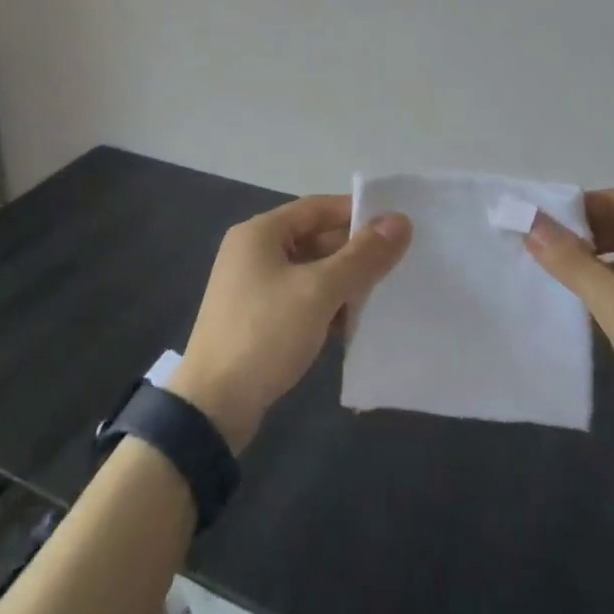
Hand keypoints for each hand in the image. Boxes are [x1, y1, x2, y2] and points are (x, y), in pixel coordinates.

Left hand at [171, 196, 411, 452]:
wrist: (213, 406)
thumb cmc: (265, 333)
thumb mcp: (319, 291)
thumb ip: (362, 256)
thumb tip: (400, 221)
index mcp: (260, 233)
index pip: (317, 208)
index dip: (357, 213)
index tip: (396, 226)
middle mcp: (253, 252)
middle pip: (314, 239)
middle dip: (354, 252)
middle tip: (398, 263)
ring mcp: (253, 287)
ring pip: (310, 272)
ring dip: (343, 282)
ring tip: (384, 295)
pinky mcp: (257, 319)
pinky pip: (301, 299)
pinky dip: (326, 306)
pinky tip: (354, 324)